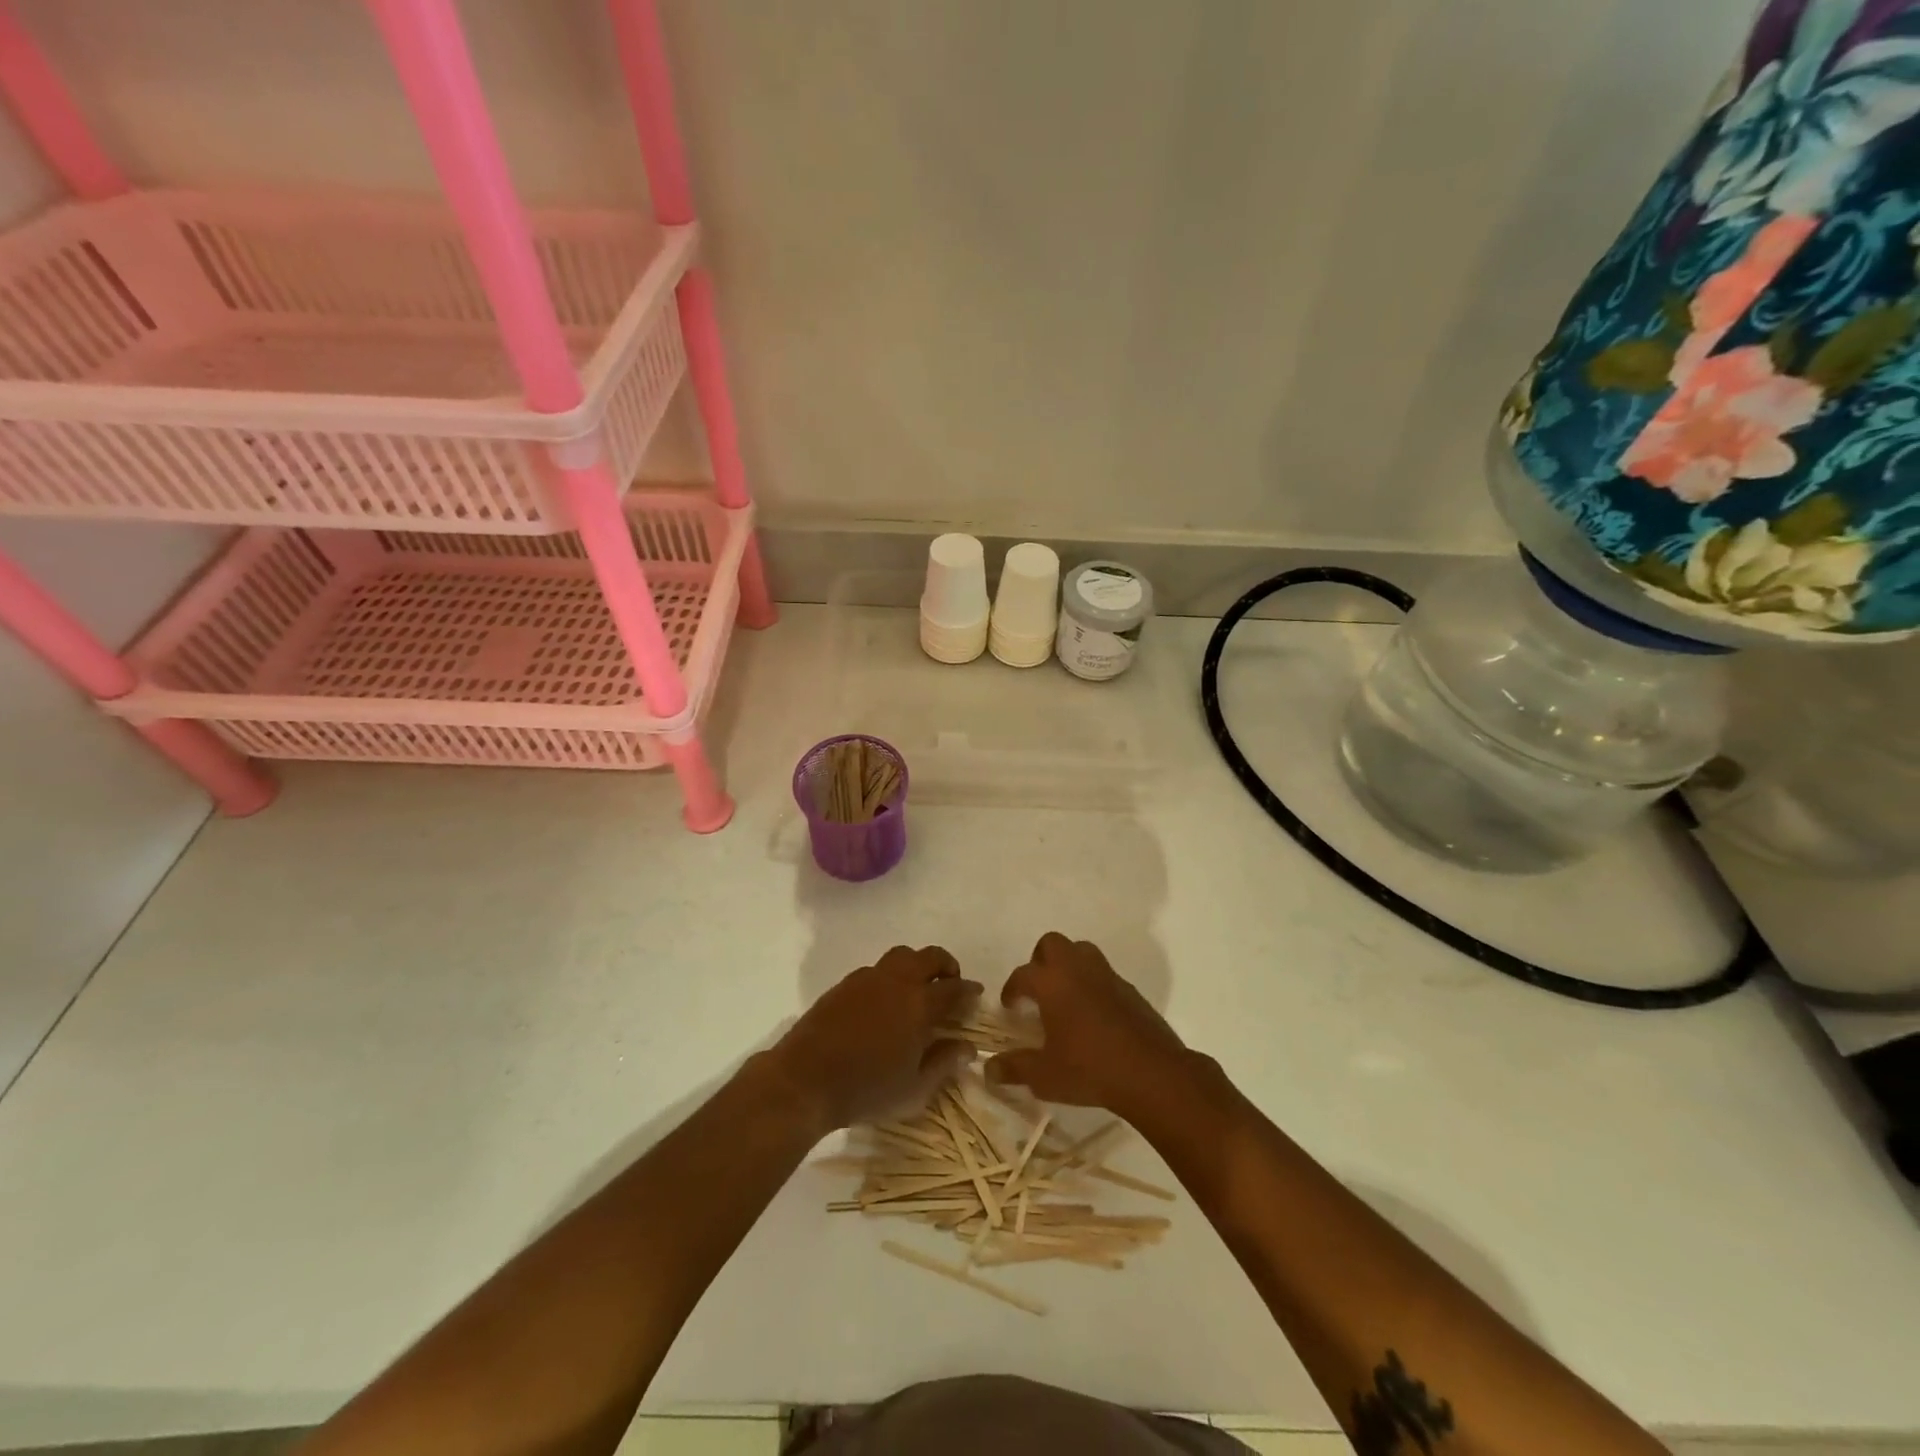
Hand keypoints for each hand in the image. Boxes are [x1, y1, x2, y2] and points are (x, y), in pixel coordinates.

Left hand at [772, 945, 980, 1130]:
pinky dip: (889, 976)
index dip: (969, 989)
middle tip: (950, 982)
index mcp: (919, 1005)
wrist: (804, 1079)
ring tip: (917, 987)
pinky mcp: (844, 984)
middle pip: (929, 956)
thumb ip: (943, 1063)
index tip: (975, 994)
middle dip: (946, 965)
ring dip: (916, 964)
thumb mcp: (913, 1089)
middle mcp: (897, 982)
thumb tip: (968, 1047)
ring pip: (901, 955)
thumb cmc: (865, 1090)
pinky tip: (884, 1001)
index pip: (954, 988)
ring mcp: (867, 979)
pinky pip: (875, 968)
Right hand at [987, 932, 1187, 1117]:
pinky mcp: (1130, 990)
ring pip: (1082, 951)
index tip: (1009, 1007)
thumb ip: (1015, 1068)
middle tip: (1037, 990)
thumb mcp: (1044, 1075)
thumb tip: (989, 1069)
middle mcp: (1078, 969)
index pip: (1022, 974)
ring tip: (1064, 996)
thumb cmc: (1089, 1068)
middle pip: (1052, 944)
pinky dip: (1093, 985)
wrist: (1151, 1072)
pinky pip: (1104, 975)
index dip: (1011, 989)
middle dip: (1040, 960)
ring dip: (1069, 966)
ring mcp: (1107, 976)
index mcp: (1052, 982)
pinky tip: (1093, 1015)